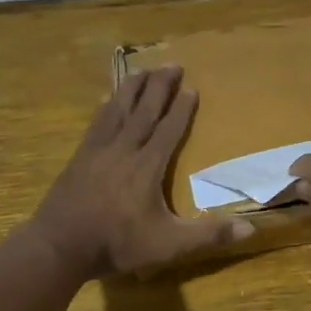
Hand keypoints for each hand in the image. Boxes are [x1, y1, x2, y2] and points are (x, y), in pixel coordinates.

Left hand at [32, 66, 251, 278]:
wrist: (60, 246)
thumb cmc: (118, 245)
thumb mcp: (170, 245)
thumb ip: (209, 235)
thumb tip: (251, 230)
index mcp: (147, 166)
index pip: (168, 129)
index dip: (182, 109)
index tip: (192, 87)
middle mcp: (124, 150)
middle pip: (144, 110)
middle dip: (159, 86)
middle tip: (172, 64)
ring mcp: (97, 151)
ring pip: (118, 110)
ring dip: (132, 88)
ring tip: (143, 70)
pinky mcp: (78, 158)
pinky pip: (96, 123)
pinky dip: (106, 108)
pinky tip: (106, 100)